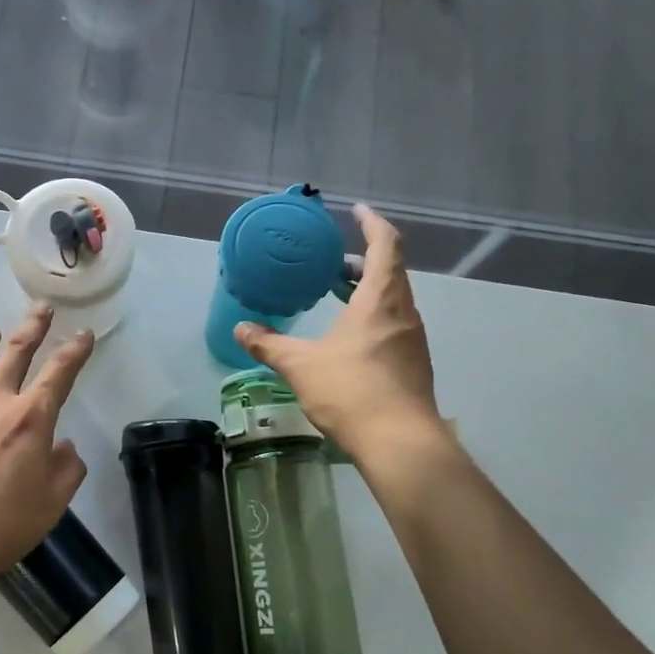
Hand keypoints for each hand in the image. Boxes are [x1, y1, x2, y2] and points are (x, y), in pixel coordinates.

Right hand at [234, 205, 446, 462]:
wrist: (400, 442)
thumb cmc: (351, 391)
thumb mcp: (300, 365)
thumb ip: (269, 344)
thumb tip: (241, 329)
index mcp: (380, 300)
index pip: (385, 245)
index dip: (372, 223)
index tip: (356, 211)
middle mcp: (403, 312)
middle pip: (390, 271)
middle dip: (363, 260)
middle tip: (332, 263)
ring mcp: (412, 339)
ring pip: (392, 300)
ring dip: (367, 291)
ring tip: (336, 296)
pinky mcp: (413, 364)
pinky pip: (393, 324)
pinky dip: (372, 317)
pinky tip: (349, 339)